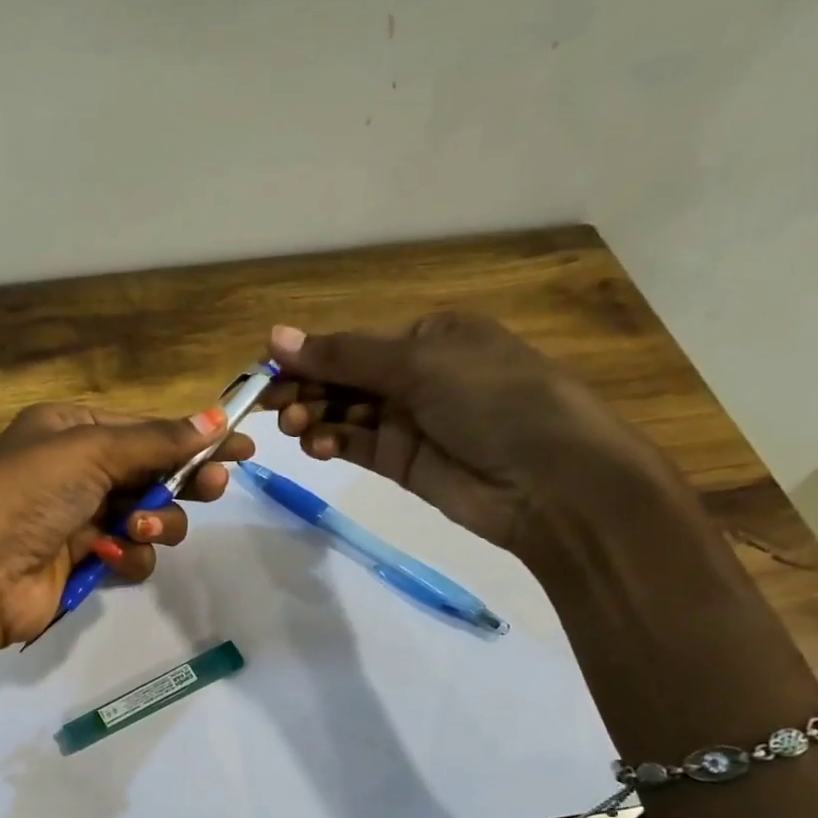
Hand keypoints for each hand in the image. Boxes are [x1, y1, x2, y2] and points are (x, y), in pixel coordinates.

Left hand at [0, 401, 250, 701]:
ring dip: (156, 521)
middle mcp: (75, 471)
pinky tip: (109, 556)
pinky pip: (131, 553)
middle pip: (152, 472)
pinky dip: (129, 555)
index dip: (193, 437)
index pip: (145, 429)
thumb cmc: (27, 493)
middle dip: (184, 480)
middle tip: (213, 487)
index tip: (241, 445)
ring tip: (137, 527)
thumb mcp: (91, 450)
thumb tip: (216, 416)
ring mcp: (79, 519)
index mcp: (70, 429)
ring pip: (149, 516)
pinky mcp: (83, 563)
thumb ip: (157, 440)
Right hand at [261, 316, 689, 571]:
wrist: (551, 482)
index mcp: (432, 336)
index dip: (309, 354)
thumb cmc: (494, 399)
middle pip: (345, 377)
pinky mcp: (403, 463)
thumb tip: (275, 337)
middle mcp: (419, 375)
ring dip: (314, 415)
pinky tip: (315, 445)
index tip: (265, 368)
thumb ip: (345, 355)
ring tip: (292, 425)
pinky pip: (356, 446)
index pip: (355, 342)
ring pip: (345, 413)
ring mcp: (410, 421)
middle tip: (269, 404)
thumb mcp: (421, 363)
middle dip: (307, 387)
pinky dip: (332, 442)